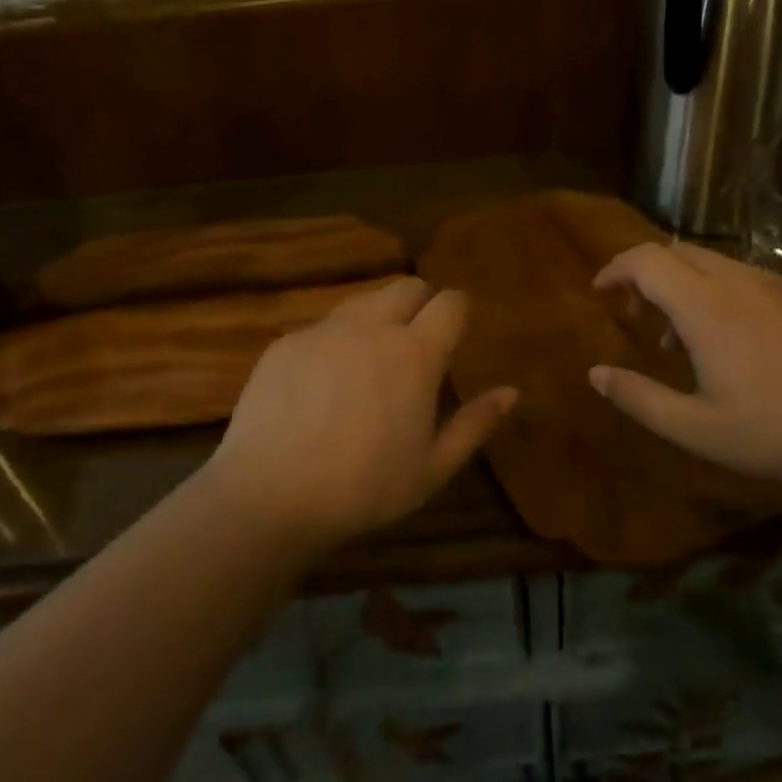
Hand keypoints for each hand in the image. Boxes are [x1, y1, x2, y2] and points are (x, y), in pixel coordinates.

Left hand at [202, 278, 515, 554]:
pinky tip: (322, 385)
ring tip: (371, 362)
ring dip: (378, 318)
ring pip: (363, 301)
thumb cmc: (363, 488)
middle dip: (421, 303)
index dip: (458, 312)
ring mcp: (325, 330)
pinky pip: (323, 327)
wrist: (270, 495)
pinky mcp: (286, 341)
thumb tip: (512, 392)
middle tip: (417, 342)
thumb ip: (475, 424)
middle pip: (407, 286)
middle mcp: (372, 327)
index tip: (456, 334)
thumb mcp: (432, 468)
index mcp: (415, 353)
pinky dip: (335, 342)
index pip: (451, 302)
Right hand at [590, 242, 781, 491]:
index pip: (645, 259)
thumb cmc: (777, 432)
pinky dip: (731, 296)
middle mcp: (740, 281)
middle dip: (649, 275)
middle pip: (679, 253)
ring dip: (690, 288)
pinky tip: (749, 343)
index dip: (616, 268)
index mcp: (705, 306)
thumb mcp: (697, 429)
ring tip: (692, 341)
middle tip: (642, 317)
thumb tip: (595, 373)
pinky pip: (758, 280)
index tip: (602, 291)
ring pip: (719, 265)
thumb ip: (639, 398)